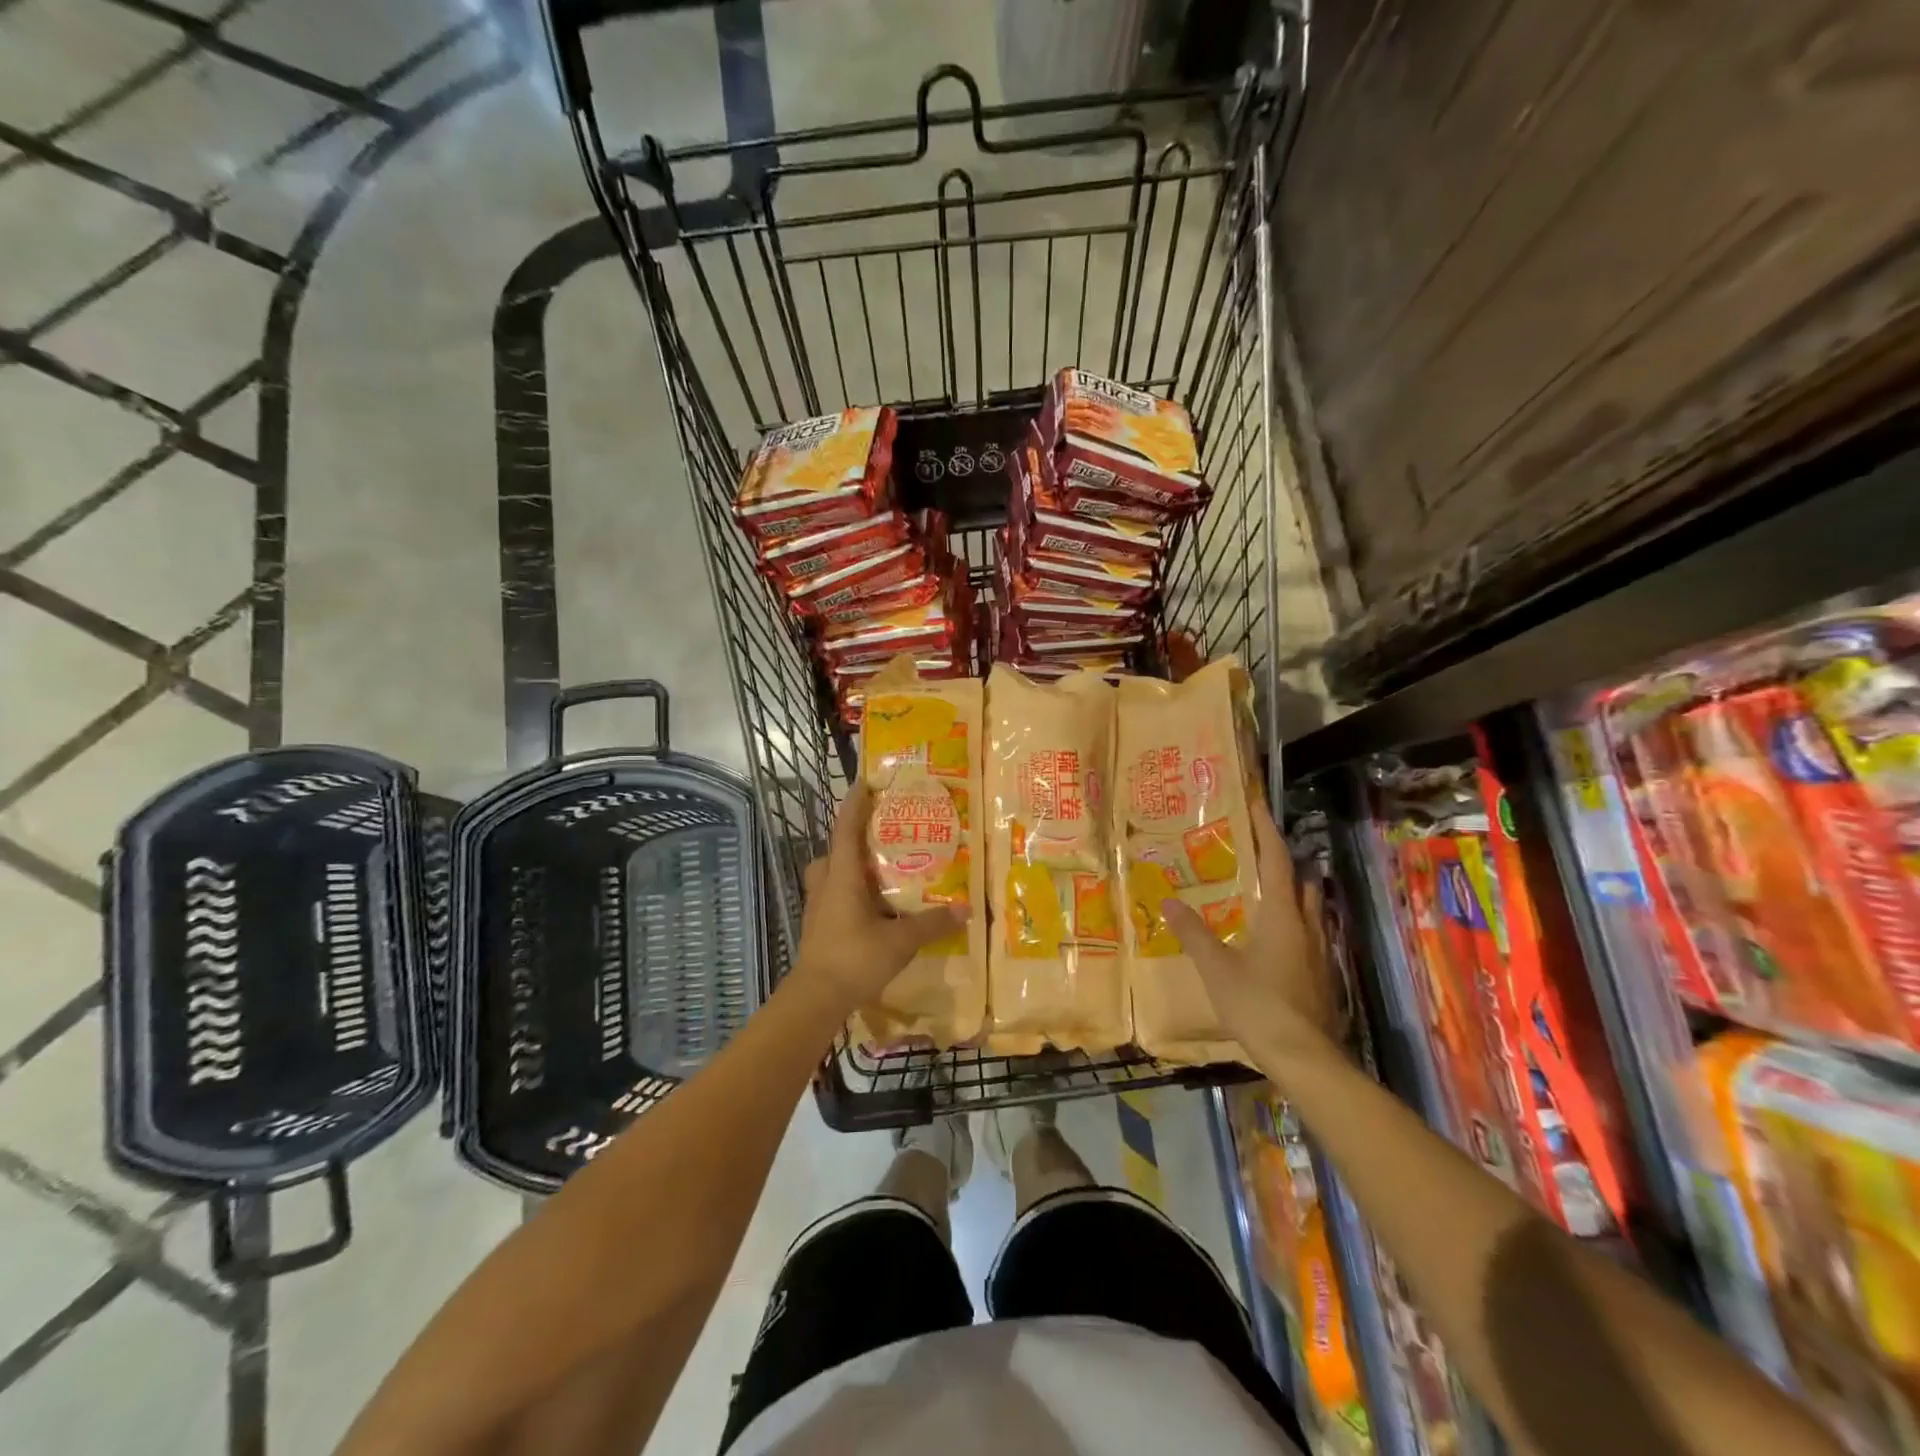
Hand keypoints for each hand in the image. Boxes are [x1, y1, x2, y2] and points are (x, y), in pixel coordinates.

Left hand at [792, 781, 964, 1013]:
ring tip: (880, 870)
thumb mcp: (901, 941)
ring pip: (832, 873)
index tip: (865, 782)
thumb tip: (965, 908)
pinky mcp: (818, 925)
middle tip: (882, 833)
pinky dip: (850, 891)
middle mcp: (826, 883)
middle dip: (855, 837)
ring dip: (851, 866)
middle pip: (836, 849)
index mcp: (843, 876)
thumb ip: (932, 923)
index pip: (846, 829)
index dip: (855, 804)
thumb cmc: (855, 959)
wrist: (816, 998)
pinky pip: (834, 894)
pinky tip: (873, 906)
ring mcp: (818, 906)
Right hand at [1161, 798, 1345, 1058]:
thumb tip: (1169, 901)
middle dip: (1282, 862)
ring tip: (1259, 891)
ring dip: (1290, 893)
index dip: (1266, 829)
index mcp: (1281, 914)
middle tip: (1252, 853)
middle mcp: (1306, 925)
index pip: (1277, 860)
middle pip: (1300, 881)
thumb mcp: (1216, 968)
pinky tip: (1271, 939)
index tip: (1255, 803)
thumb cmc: (1258, 1005)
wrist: (1304, 1058)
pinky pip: (1308, 934)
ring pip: (1308, 908)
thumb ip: (1193, 933)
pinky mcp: (1322, 975)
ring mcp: (1319, 952)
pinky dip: (1291, 923)